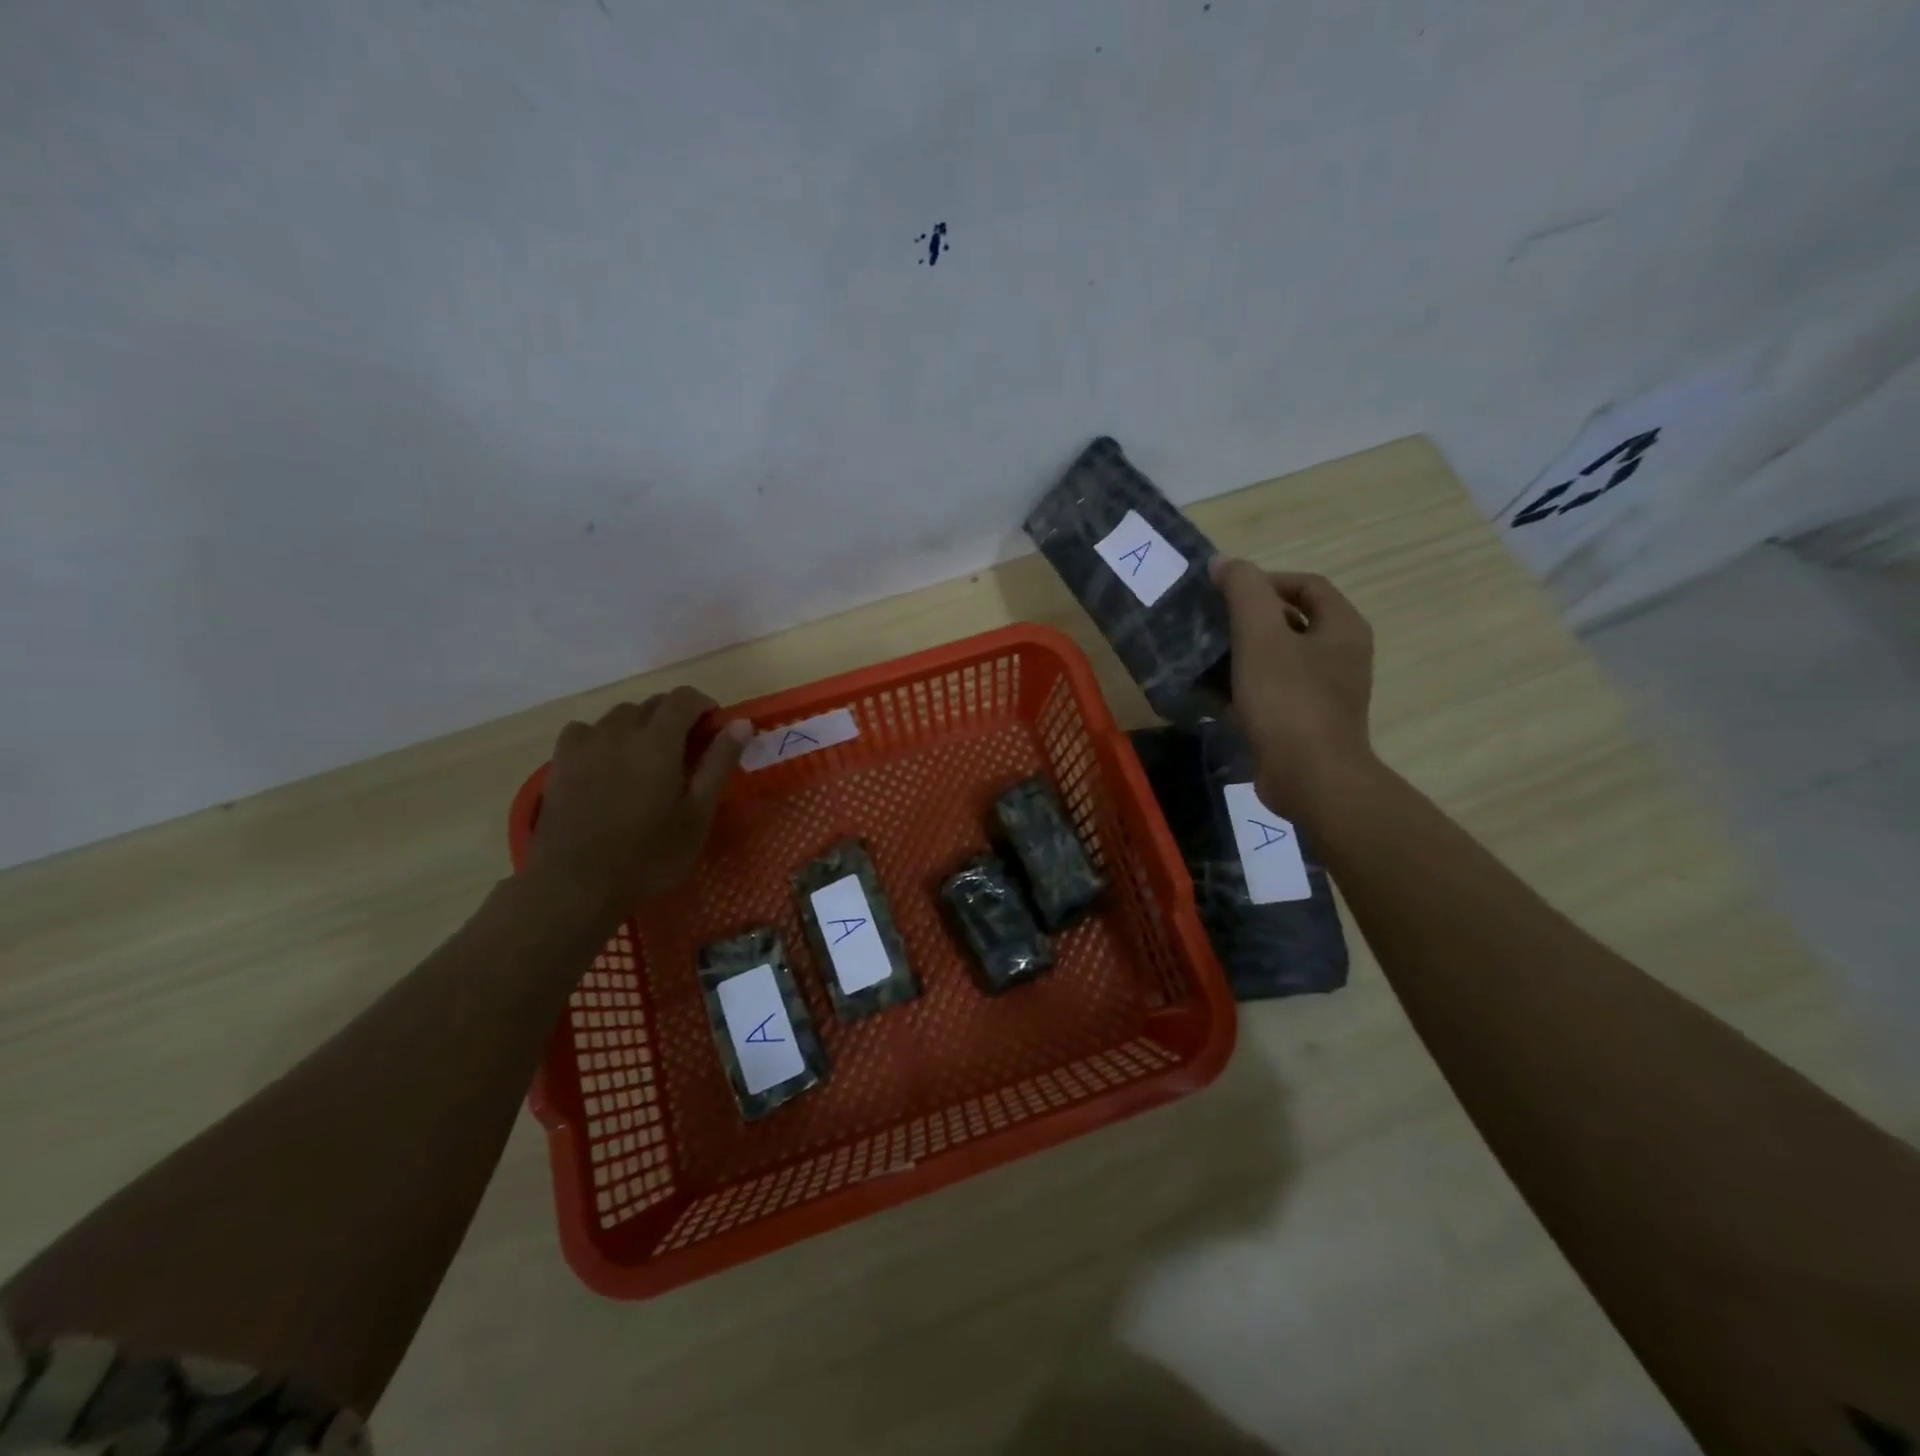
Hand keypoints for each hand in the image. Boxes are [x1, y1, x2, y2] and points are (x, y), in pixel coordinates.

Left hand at [528, 687, 751, 913]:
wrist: (576, 885)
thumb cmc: (649, 855)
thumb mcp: (697, 815)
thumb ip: (718, 764)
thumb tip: (741, 723)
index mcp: (658, 742)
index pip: (684, 698)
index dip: (703, 704)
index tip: (714, 728)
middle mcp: (620, 731)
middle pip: (652, 703)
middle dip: (675, 716)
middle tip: (687, 752)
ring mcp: (585, 745)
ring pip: (619, 715)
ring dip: (640, 725)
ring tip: (647, 758)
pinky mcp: (560, 762)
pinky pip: (585, 731)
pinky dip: (603, 736)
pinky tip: (606, 763)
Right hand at [1211, 558, 1376, 821]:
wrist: (1309, 777)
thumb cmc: (1288, 700)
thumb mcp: (1260, 636)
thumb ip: (1244, 591)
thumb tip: (1224, 563)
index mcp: (1342, 627)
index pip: (1307, 585)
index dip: (1266, 581)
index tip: (1226, 593)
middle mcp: (1342, 655)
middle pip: (1293, 621)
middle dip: (1250, 619)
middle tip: (1212, 624)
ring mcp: (1326, 692)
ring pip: (1280, 659)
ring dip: (1244, 654)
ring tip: (1207, 657)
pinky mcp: (1306, 722)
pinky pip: (1274, 692)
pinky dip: (1246, 688)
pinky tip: (1214, 695)